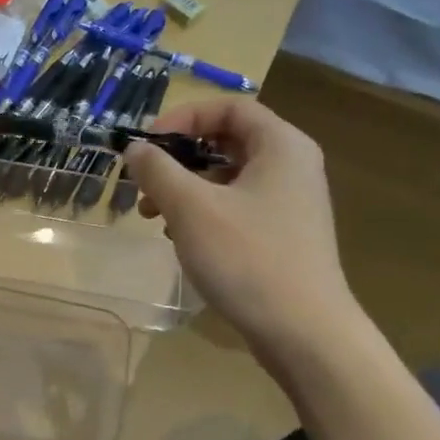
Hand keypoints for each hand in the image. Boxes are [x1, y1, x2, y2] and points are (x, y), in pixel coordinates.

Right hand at [124, 100, 360, 380]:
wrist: (304, 332)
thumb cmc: (247, 258)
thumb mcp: (191, 208)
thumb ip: (158, 170)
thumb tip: (135, 148)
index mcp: (280, 146)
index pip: (228, 107)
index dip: (182, 117)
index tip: (146, 145)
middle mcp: (291, 166)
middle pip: (226, 141)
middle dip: (177, 159)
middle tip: (144, 184)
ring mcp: (290, 202)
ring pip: (227, 177)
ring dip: (185, 189)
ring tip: (153, 217)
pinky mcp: (283, 234)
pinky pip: (237, 207)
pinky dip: (204, 213)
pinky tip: (181, 239)